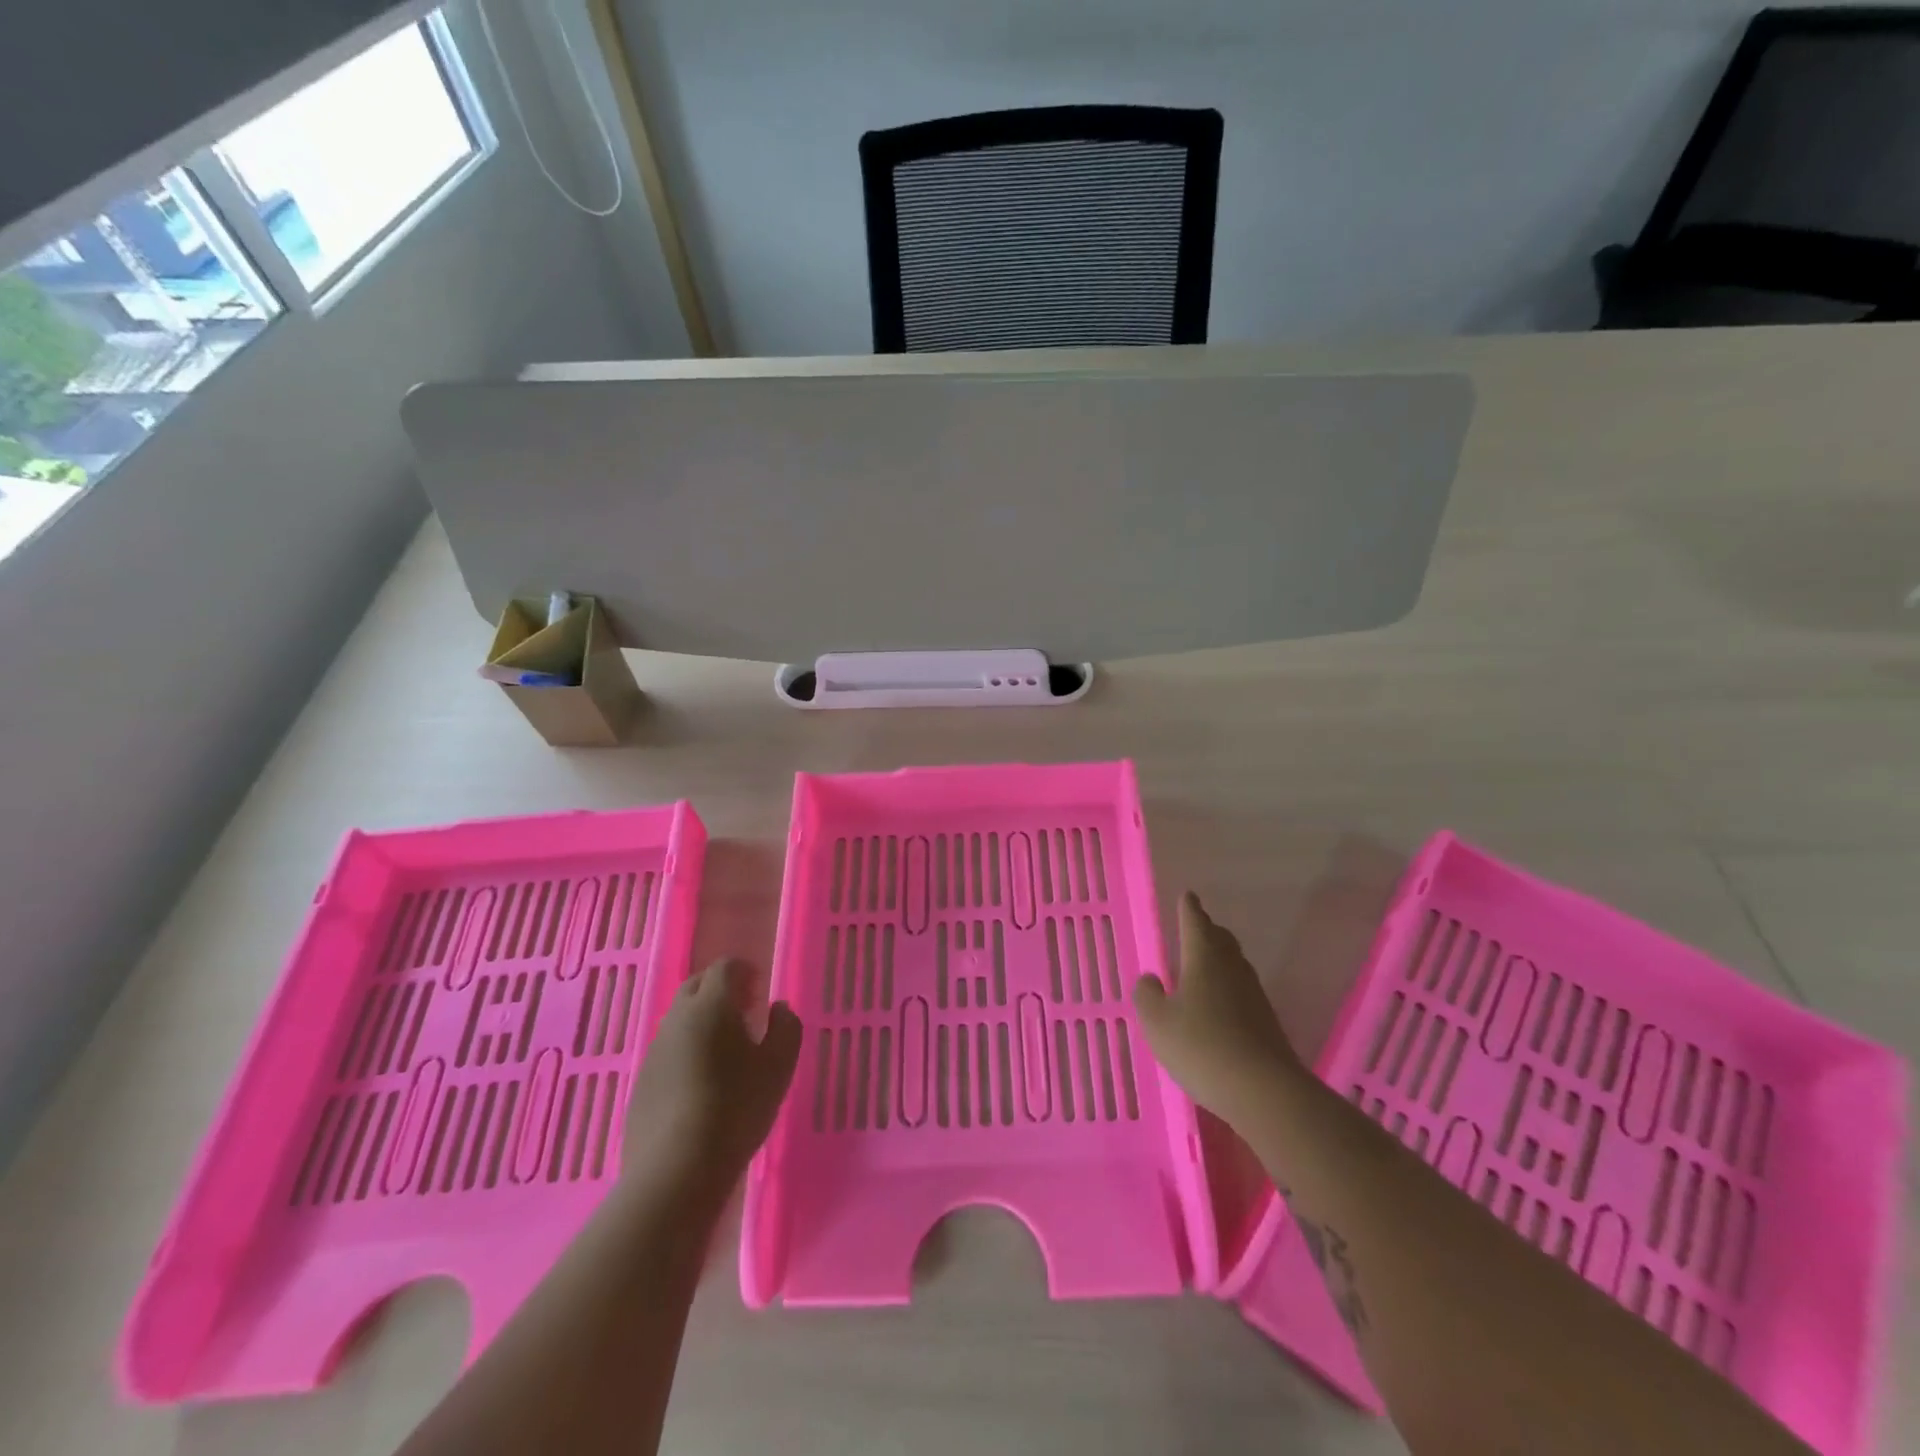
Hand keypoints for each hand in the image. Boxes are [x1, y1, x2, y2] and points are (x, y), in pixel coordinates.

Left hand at [624, 958, 801, 1194]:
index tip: (760, 990)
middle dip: (721, 990)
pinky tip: (701, 1083)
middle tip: (745, 1013)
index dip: (745, 971)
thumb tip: (779, 1009)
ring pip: (680, 1019)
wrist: (676, 1170)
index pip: (726, 967)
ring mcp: (655, 1051)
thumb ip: (786, 1028)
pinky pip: (668, 1051)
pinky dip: (686, 1051)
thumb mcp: (779, 1067)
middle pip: (697, 986)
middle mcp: (677, 1018)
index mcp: (711, 1005)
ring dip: (702, 1021)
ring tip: (725, 1050)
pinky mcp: (641, 1082)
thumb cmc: (736, 1108)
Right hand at [1133, 894, 1303, 1121]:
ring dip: (1218, 957)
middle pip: (1220, 939)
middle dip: (1206, 929)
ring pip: (1233, 964)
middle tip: (1195, 925)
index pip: (1194, 922)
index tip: (1187, 895)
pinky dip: (1226, 987)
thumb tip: (1151, 979)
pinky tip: (1217, 1004)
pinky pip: (1241, 990)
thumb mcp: (1157, 1022)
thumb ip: (1147, 995)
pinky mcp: (1265, 1021)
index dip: (1188, 908)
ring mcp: (1253, 994)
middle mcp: (1231, 967)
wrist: (1264, 1091)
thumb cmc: (1201, 1046)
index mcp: (1203, 957)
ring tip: (1203, 963)